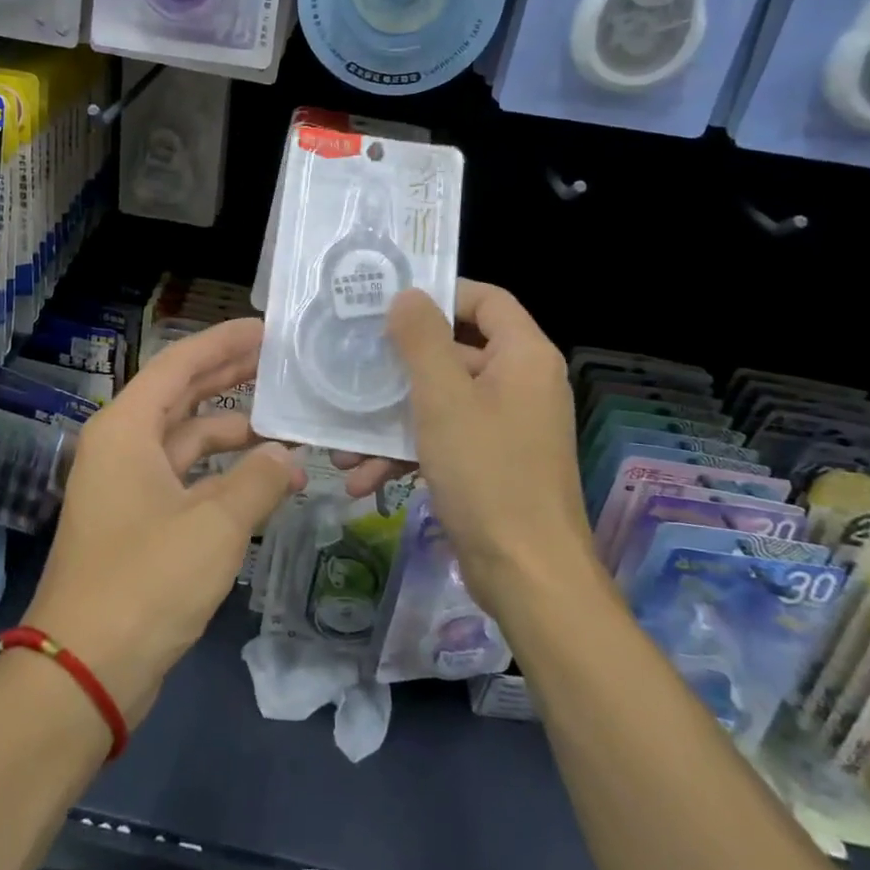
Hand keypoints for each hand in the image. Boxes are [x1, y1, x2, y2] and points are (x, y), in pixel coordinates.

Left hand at [23, 317, 302, 729]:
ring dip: (230, 431)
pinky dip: (221, 474)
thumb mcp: (214, 525)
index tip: (265, 328)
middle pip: (181, 396)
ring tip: (284, 422)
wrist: (86, 669)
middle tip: (279, 361)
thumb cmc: (146, 580)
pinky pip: (186, 479)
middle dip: (228, 377)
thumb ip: (258, 481)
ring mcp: (128, 486)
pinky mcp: (138, 523)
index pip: (179, 364)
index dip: (222, 342)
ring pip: (186, 440)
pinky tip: (260, 477)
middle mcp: (122, 447)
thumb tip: (290, 459)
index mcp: (126, 428)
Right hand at [342, 281, 589, 613]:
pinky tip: (362, 480)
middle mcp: (519, 384)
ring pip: (440, 402)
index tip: (389, 303)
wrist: (527, 575)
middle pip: (455, 352)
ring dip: (390, 421)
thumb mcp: (444, 398)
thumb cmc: (487, 472)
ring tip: (342, 446)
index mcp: (523, 357)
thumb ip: (422, 340)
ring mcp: (505, 427)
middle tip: (351, 366)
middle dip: (397, 369)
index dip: (441, 294)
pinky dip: (406, 454)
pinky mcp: (490, 463)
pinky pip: (444, 440)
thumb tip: (407, 295)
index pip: (487, 300)